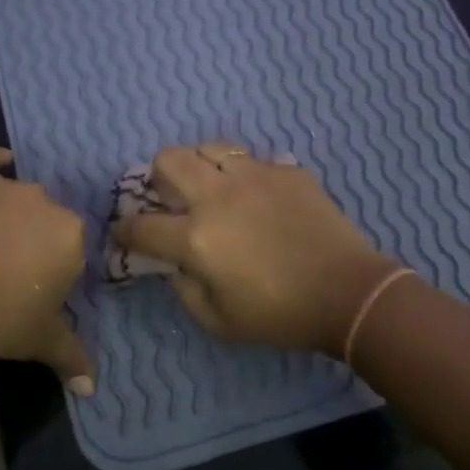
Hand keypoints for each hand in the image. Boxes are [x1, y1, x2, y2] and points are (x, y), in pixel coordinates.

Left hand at [0, 146, 93, 393]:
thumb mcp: (36, 341)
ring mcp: (3, 185)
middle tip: (9, 278)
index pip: (73, 253)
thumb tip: (92, 388)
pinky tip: (1, 162)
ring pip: (20, 199)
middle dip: (36, 246)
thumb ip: (71, 357)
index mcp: (71, 234)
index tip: (33, 297)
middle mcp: (45, 201)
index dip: (54, 276)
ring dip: (13, 217)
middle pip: (48, 223)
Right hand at [113, 142, 395, 355]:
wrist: (347, 292)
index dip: (124, 230)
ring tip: (213, 187)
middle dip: (158, 175)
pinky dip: (247, 176)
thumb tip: (176, 264)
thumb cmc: (280, 315)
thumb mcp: (219, 322)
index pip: (142, 226)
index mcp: (197, 237)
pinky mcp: (288, 171)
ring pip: (212, 147)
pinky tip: (260, 198)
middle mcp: (219, 196)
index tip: (122, 233)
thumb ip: (185, 290)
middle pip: (169, 159)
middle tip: (169, 196)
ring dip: (202, 165)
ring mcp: (256, 176)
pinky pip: (255, 161)